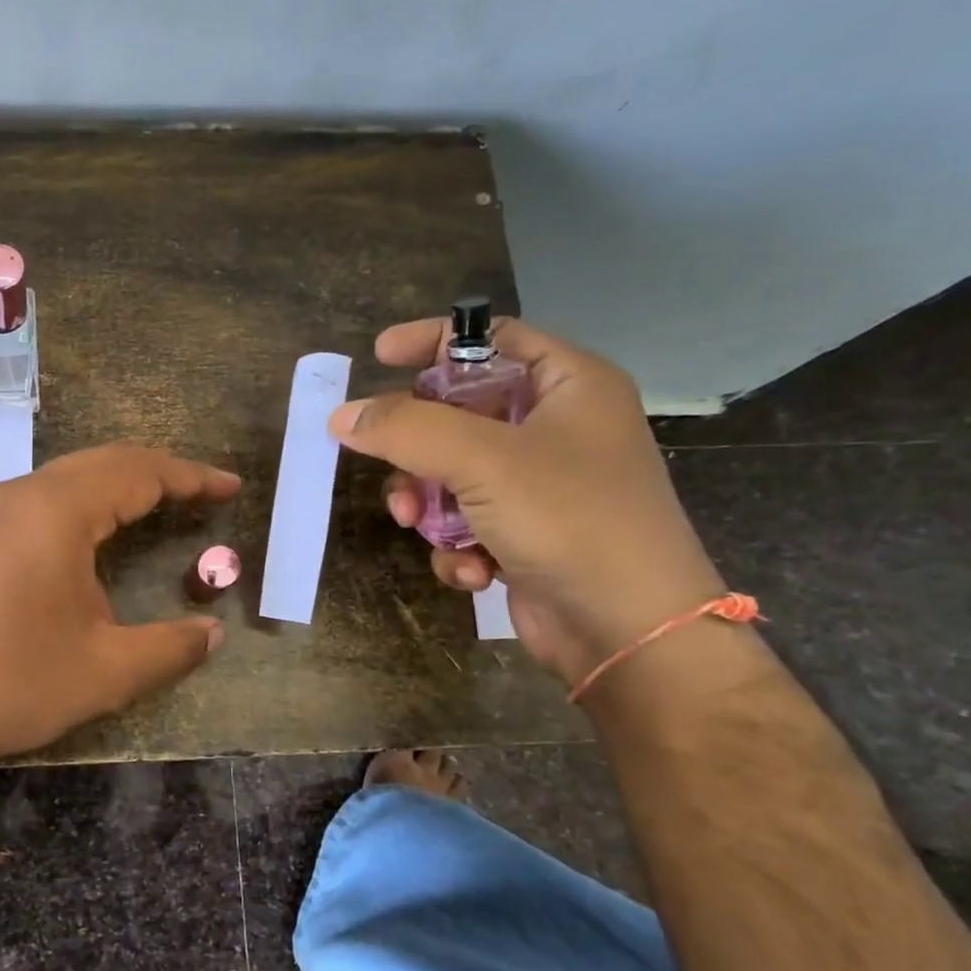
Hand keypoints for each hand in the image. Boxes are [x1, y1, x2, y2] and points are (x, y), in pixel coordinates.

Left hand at [0, 444, 239, 769]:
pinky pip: (33, 503)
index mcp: (57, 510)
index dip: (191, 477)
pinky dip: (77, 508)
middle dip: (157, 473)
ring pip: (63, 480)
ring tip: (151, 509)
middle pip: (101, 463)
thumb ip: (170, 648)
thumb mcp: (104, 670)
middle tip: (199, 493)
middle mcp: (18, 495)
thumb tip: (213, 635)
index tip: (230, 486)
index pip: (138, 472)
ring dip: (113, 487)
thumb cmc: (10, 682)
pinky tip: (83, 542)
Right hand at [329, 317, 724, 685]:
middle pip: (457, 413)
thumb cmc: (570, 520)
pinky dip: (457, 546)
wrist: (629, 631)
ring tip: (421, 528)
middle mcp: (555, 429)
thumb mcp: (482, 460)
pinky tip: (473, 571)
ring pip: (449, 474)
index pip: (491, 339)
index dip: (433, 341)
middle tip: (394, 469)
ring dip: (427, 504)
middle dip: (417, 449)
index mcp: (568, 386)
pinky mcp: (524, 534)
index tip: (377, 356)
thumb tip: (341, 416)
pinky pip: (465, 522)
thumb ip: (405, 428)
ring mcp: (540, 486)